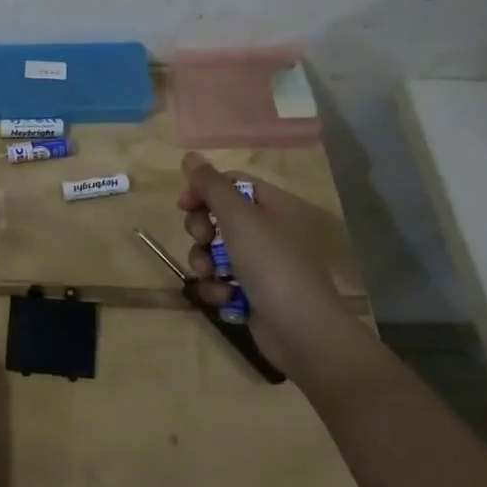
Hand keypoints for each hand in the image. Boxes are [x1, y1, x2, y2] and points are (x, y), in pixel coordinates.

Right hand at [178, 152, 348, 376]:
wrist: (302, 331)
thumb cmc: (271, 263)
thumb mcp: (238, 217)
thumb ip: (211, 185)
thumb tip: (190, 155)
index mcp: (275, 206)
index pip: (233, 184)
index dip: (205, 190)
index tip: (184, 204)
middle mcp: (271, 231)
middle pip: (221, 216)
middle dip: (202, 229)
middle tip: (202, 239)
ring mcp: (263, 264)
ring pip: (216, 251)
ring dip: (205, 261)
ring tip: (211, 274)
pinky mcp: (254, 293)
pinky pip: (222, 280)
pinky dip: (217, 287)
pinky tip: (224, 297)